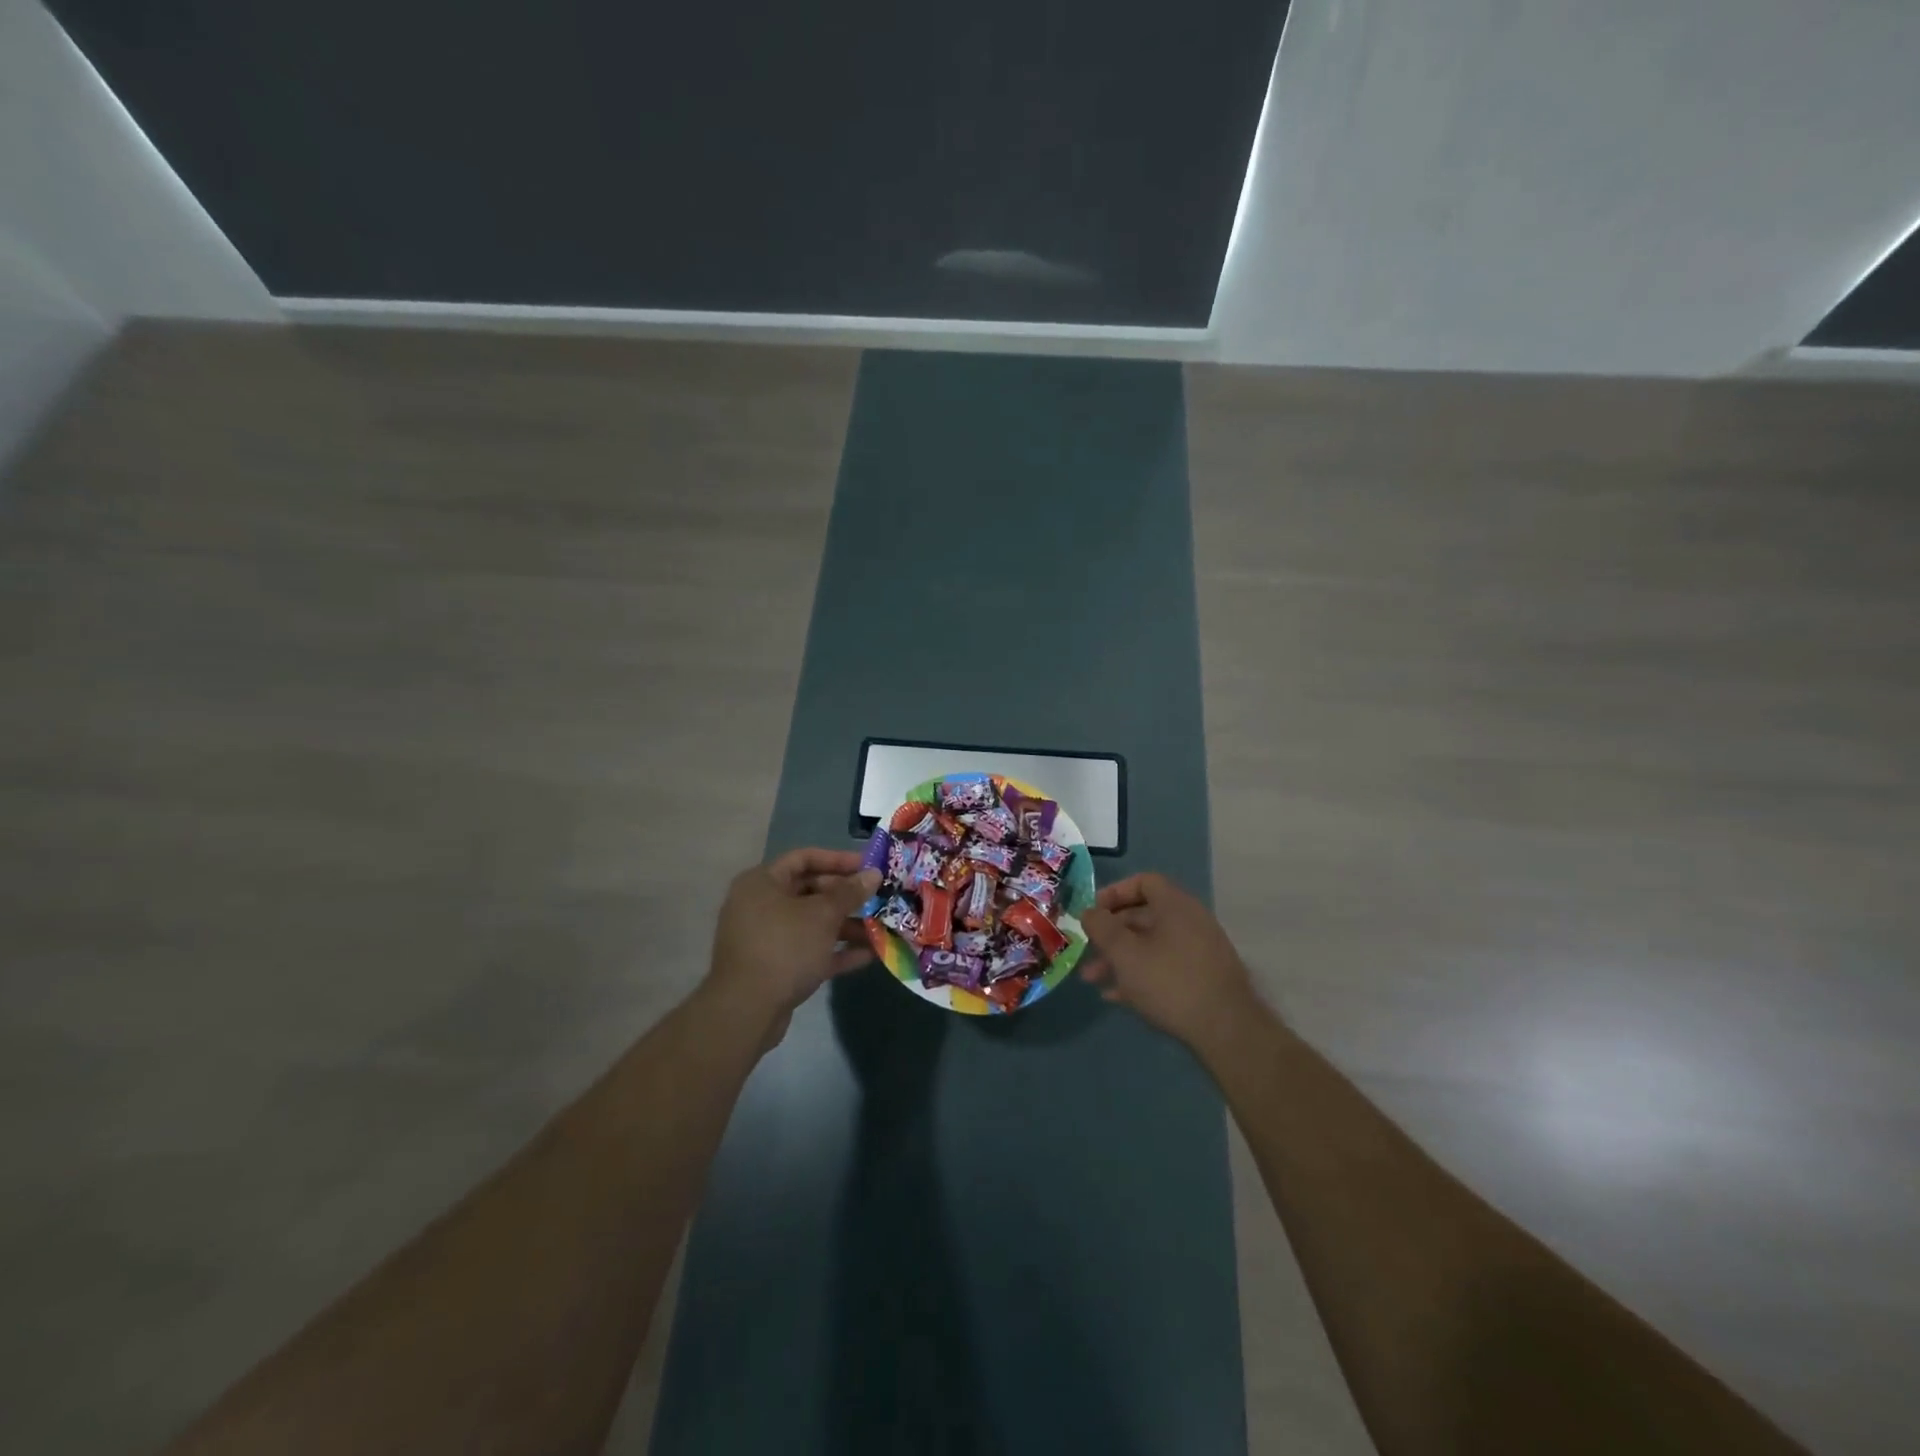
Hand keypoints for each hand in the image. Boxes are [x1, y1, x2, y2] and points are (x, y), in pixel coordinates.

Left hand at [703, 848, 880, 1038]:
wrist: (747, 1010)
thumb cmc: (784, 947)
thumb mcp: (823, 915)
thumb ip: (850, 892)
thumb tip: (873, 874)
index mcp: (763, 882)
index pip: (804, 858)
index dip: (838, 859)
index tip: (868, 866)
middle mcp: (761, 905)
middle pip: (810, 891)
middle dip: (846, 896)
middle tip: (877, 899)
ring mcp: (767, 938)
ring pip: (812, 923)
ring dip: (846, 925)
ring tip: (879, 929)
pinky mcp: (775, 967)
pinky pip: (810, 950)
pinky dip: (835, 950)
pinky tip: (869, 955)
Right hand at [1080, 872, 1260, 1051]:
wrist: (1227, 1030)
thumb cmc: (1169, 982)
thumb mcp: (1125, 954)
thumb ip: (1102, 928)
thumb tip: (1089, 912)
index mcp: (1175, 905)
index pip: (1144, 882)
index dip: (1115, 892)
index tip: (1094, 913)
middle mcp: (1190, 921)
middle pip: (1144, 915)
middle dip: (1111, 933)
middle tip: (1087, 950)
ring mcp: (1199, 950)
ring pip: (1151, 944)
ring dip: (1120, 958)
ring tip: (1093, 979)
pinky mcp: (1203, 977)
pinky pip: (1165, 965)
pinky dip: (1140, 974)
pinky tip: (1117, 996)